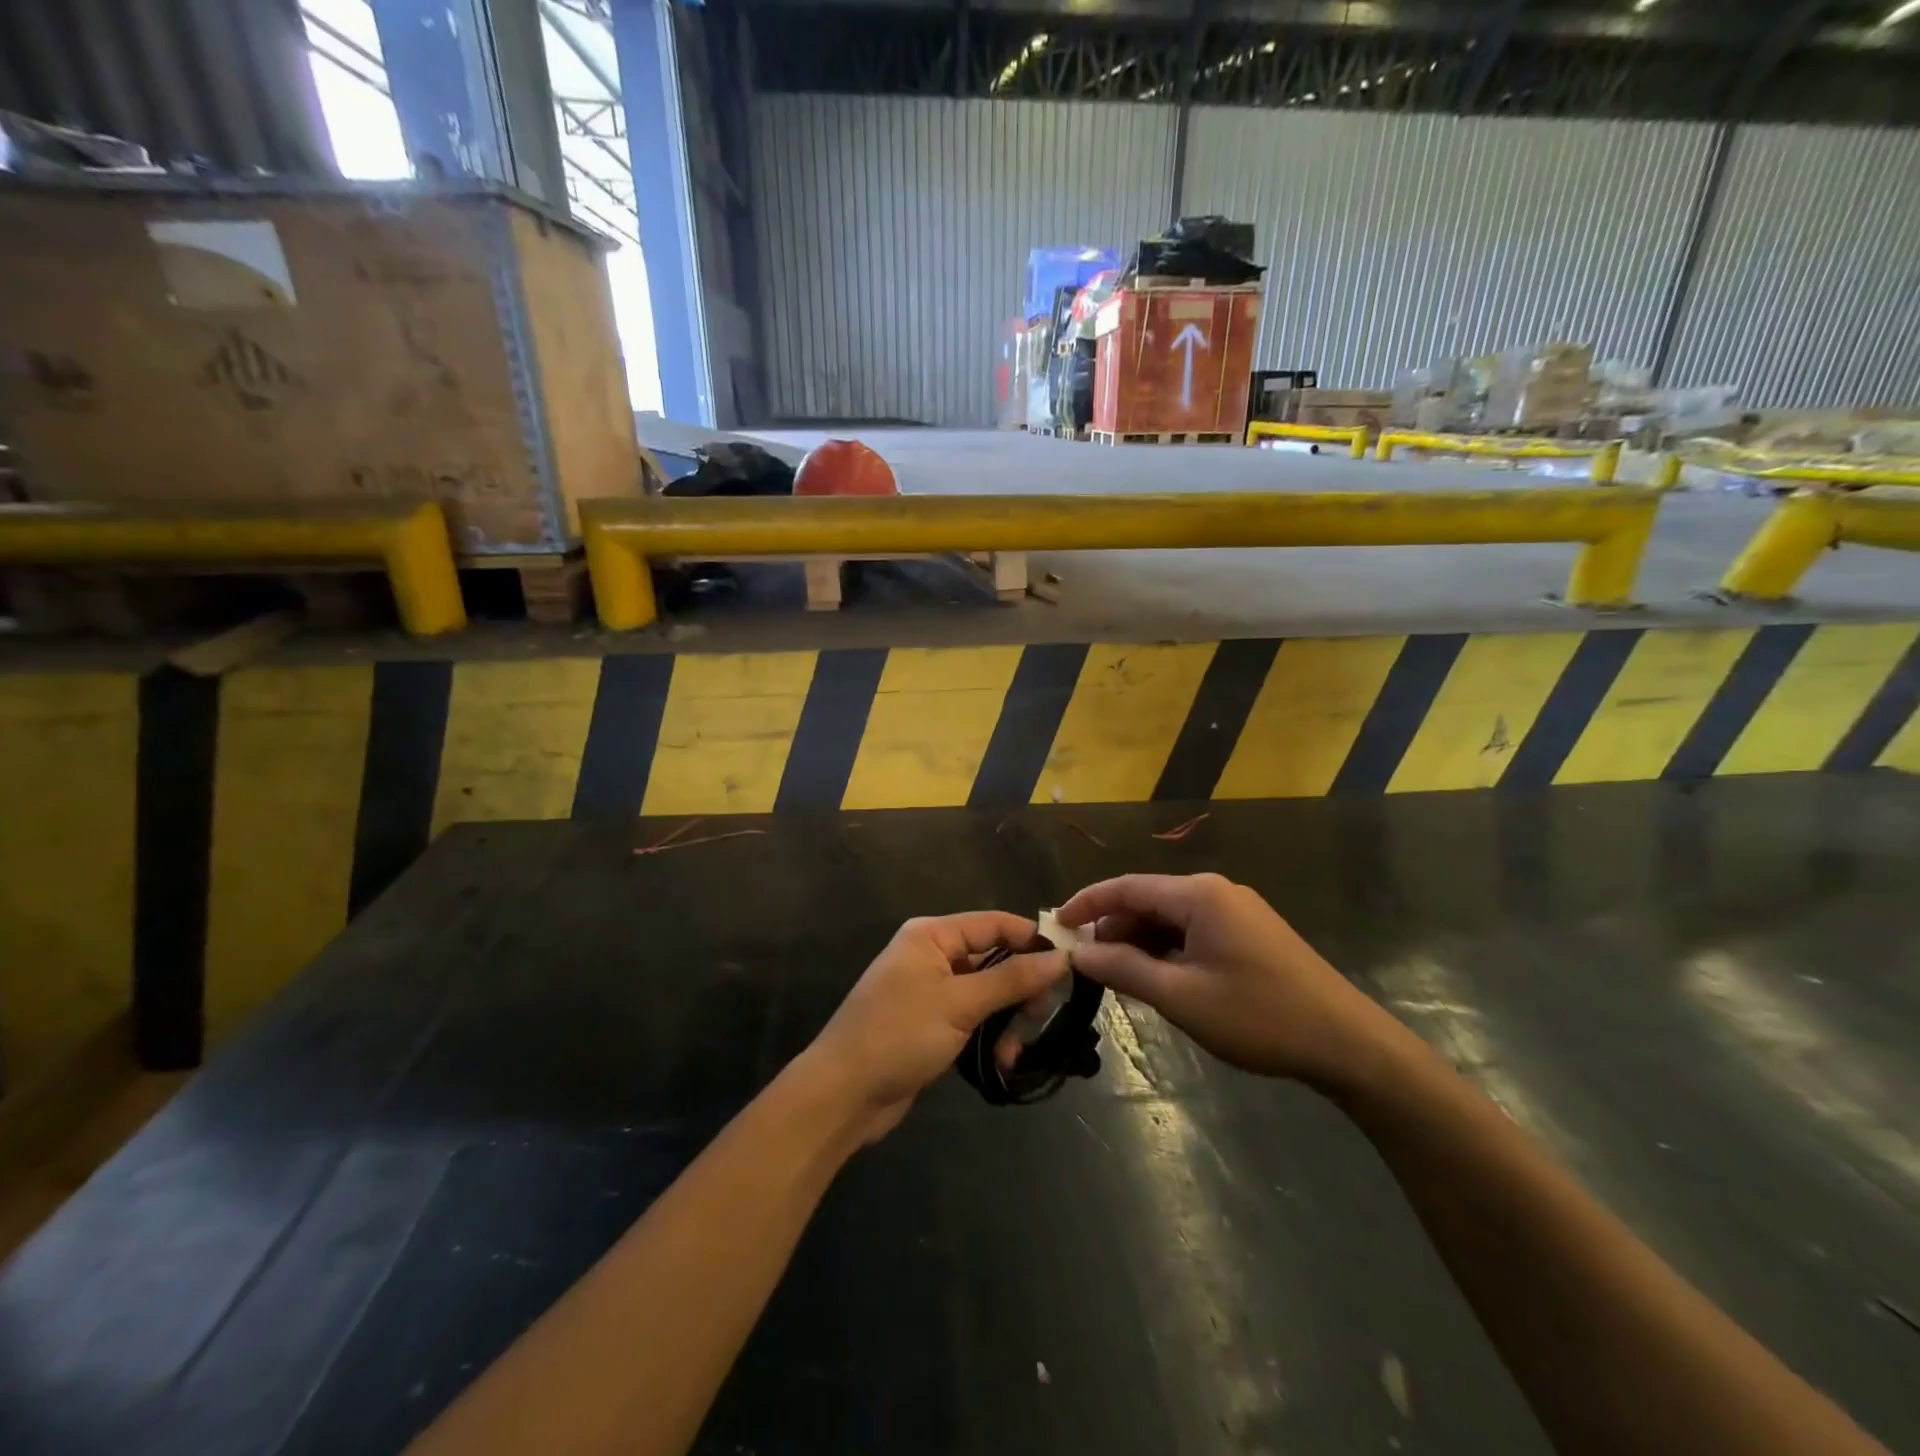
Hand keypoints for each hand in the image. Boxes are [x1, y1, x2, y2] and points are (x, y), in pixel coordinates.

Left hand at [804, 913, 1067, 1142]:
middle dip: (1021, 991)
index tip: (1071, 963)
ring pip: (988, 994)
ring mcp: (931, 991)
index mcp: (932, 936)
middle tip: (1039, 1020)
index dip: (1033, 940)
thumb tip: (1061, 957)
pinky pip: (974, 1019)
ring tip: (1012, 1052)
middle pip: (995, 960)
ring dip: (1007, 1021)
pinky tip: (1002, 1061)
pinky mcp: (931, 1024)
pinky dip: (990, 1036)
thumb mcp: (960, 1004)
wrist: (842, 1095)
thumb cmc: (899, 1035)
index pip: (995, 924)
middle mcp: (932, 955)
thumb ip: (1012, 979)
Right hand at [1057, 874, 1392, 1091]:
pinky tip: (1156, 978)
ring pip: (1170, 918)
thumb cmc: (1258, 1016)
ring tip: (1115, 976)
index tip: (1054, 925)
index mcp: (1198, 894)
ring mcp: (1236, 911)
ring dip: (1139, 942)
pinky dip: (1166, 949)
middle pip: (1147, 900)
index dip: (1086, 903)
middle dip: (1112, 928)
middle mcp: (1215, 891)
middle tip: (1084, 963)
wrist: (1347, 1043)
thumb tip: (1078, 952)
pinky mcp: (1249, 933)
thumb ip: (1125, 969)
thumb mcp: (1182, 996)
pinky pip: (1193, 931)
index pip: (1126, 887)